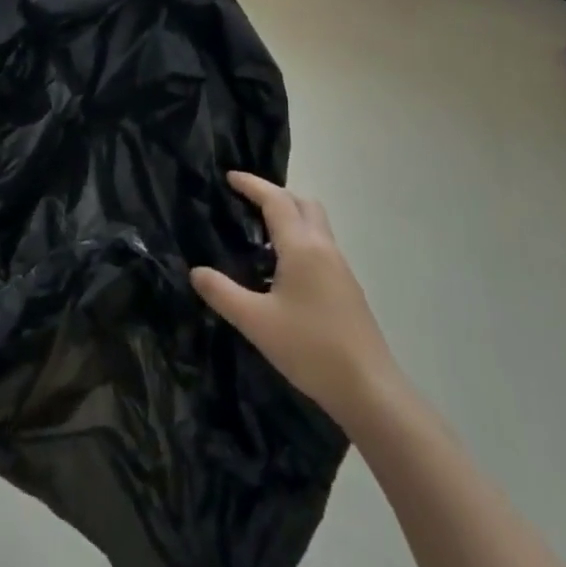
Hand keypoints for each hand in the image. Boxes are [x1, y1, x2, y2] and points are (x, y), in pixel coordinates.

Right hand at [192, 171, 399, 430]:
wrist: (369, 389)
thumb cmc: (310, 348)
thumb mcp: (256, 322)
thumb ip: (223, 293)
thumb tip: (196, 272)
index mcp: (302, 247)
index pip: (276, 200)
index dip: (252, 185)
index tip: (229, 177)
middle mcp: (324, 248)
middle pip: (302, 203)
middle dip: (275, 195)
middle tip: (246, 203)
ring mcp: (340, 268)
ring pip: (315, 224)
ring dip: (290, 216)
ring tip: (259, 233)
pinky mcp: (347, 287)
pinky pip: (320, 246)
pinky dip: (299, 239)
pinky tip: (281, 269)